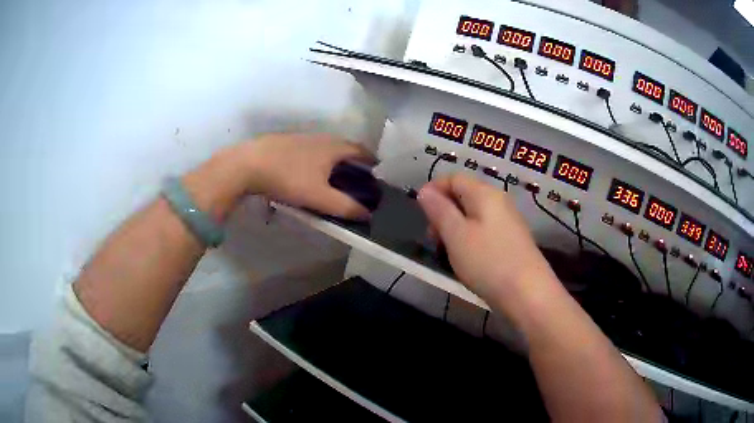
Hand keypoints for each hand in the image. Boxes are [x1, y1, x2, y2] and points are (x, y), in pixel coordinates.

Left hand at [183, 133, 373, 220]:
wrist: (247, 164)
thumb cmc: (288, 178)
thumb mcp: (319, 197)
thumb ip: (345, 206)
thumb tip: (367, 214)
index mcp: (333, 147)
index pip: (361, 150)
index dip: (372, 160)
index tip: (377, 171)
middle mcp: (320, 138)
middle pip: (343, 148)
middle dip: (352, 162)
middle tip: (356, 179)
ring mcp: (300, 138)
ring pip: (324, 149)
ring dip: (332, 161)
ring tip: (332, 179)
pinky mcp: (284, 143)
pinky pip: (307, 151)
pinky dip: (314, 161)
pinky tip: (305, 174)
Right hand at [417, 174, 558, 316]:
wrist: (528, 294)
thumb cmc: (488, 262)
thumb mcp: (456, 235)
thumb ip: (439, 210)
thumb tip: (425, 191)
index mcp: (485, 194)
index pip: (454, 178)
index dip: (433, 190)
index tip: (419, 213)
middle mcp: (498, 202)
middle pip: (464, 196)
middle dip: (443, 212)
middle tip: (432, 238)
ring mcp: (507, 222)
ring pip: (473, 216)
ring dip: (454, 228)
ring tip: (446, 252)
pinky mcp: (511, 241)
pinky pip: (484, 231)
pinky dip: (469, 239)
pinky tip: (465, 259)